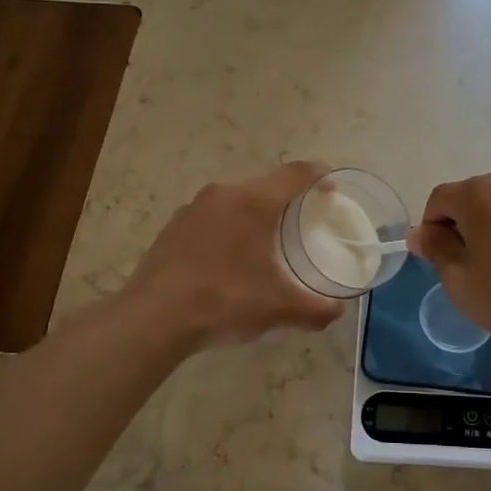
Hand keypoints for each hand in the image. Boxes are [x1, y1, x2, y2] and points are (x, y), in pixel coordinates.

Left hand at [127, 161, 344, 348]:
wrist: (154, 317)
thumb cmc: (225, 299)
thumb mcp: (279, 309)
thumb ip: (316, 309)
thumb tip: (336, 312)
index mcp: (255, 202)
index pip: (296, 173)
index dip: (318, 175)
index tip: (330, 186)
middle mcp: (224, 194)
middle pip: (264, 185)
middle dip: (286, 199)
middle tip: (301, 221)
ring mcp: (193, 209)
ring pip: (234, 201)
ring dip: (253, 215)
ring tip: (264, 242)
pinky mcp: (172, 228)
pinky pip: (210, 219)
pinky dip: (227, 230)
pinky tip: (227, 260)